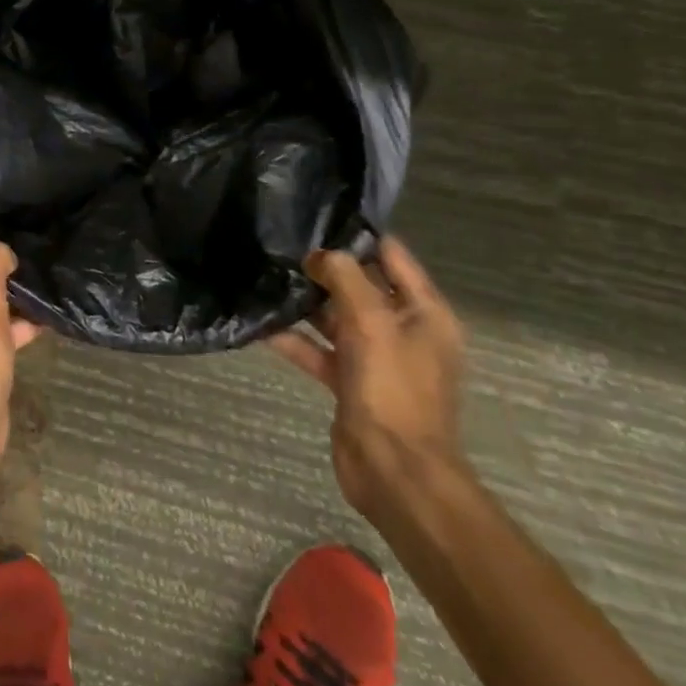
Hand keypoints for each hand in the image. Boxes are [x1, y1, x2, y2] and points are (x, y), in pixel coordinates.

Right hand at [267, 237, 470, 522]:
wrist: (394, 469)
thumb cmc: (392, 388)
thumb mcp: (371, 322)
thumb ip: (344, 278)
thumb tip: (319, 254)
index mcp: (424, 313)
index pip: (393, 257)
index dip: (359, 236)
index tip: (316, 216)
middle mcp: (403, 330)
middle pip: (361, 285)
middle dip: (324, 267)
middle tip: (280, 244)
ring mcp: (376, 357)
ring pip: (336, 317)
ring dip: (306, 301)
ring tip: (265, 276)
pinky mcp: (350, 381)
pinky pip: (318, 349)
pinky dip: (293, 338)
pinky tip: (260, 324)